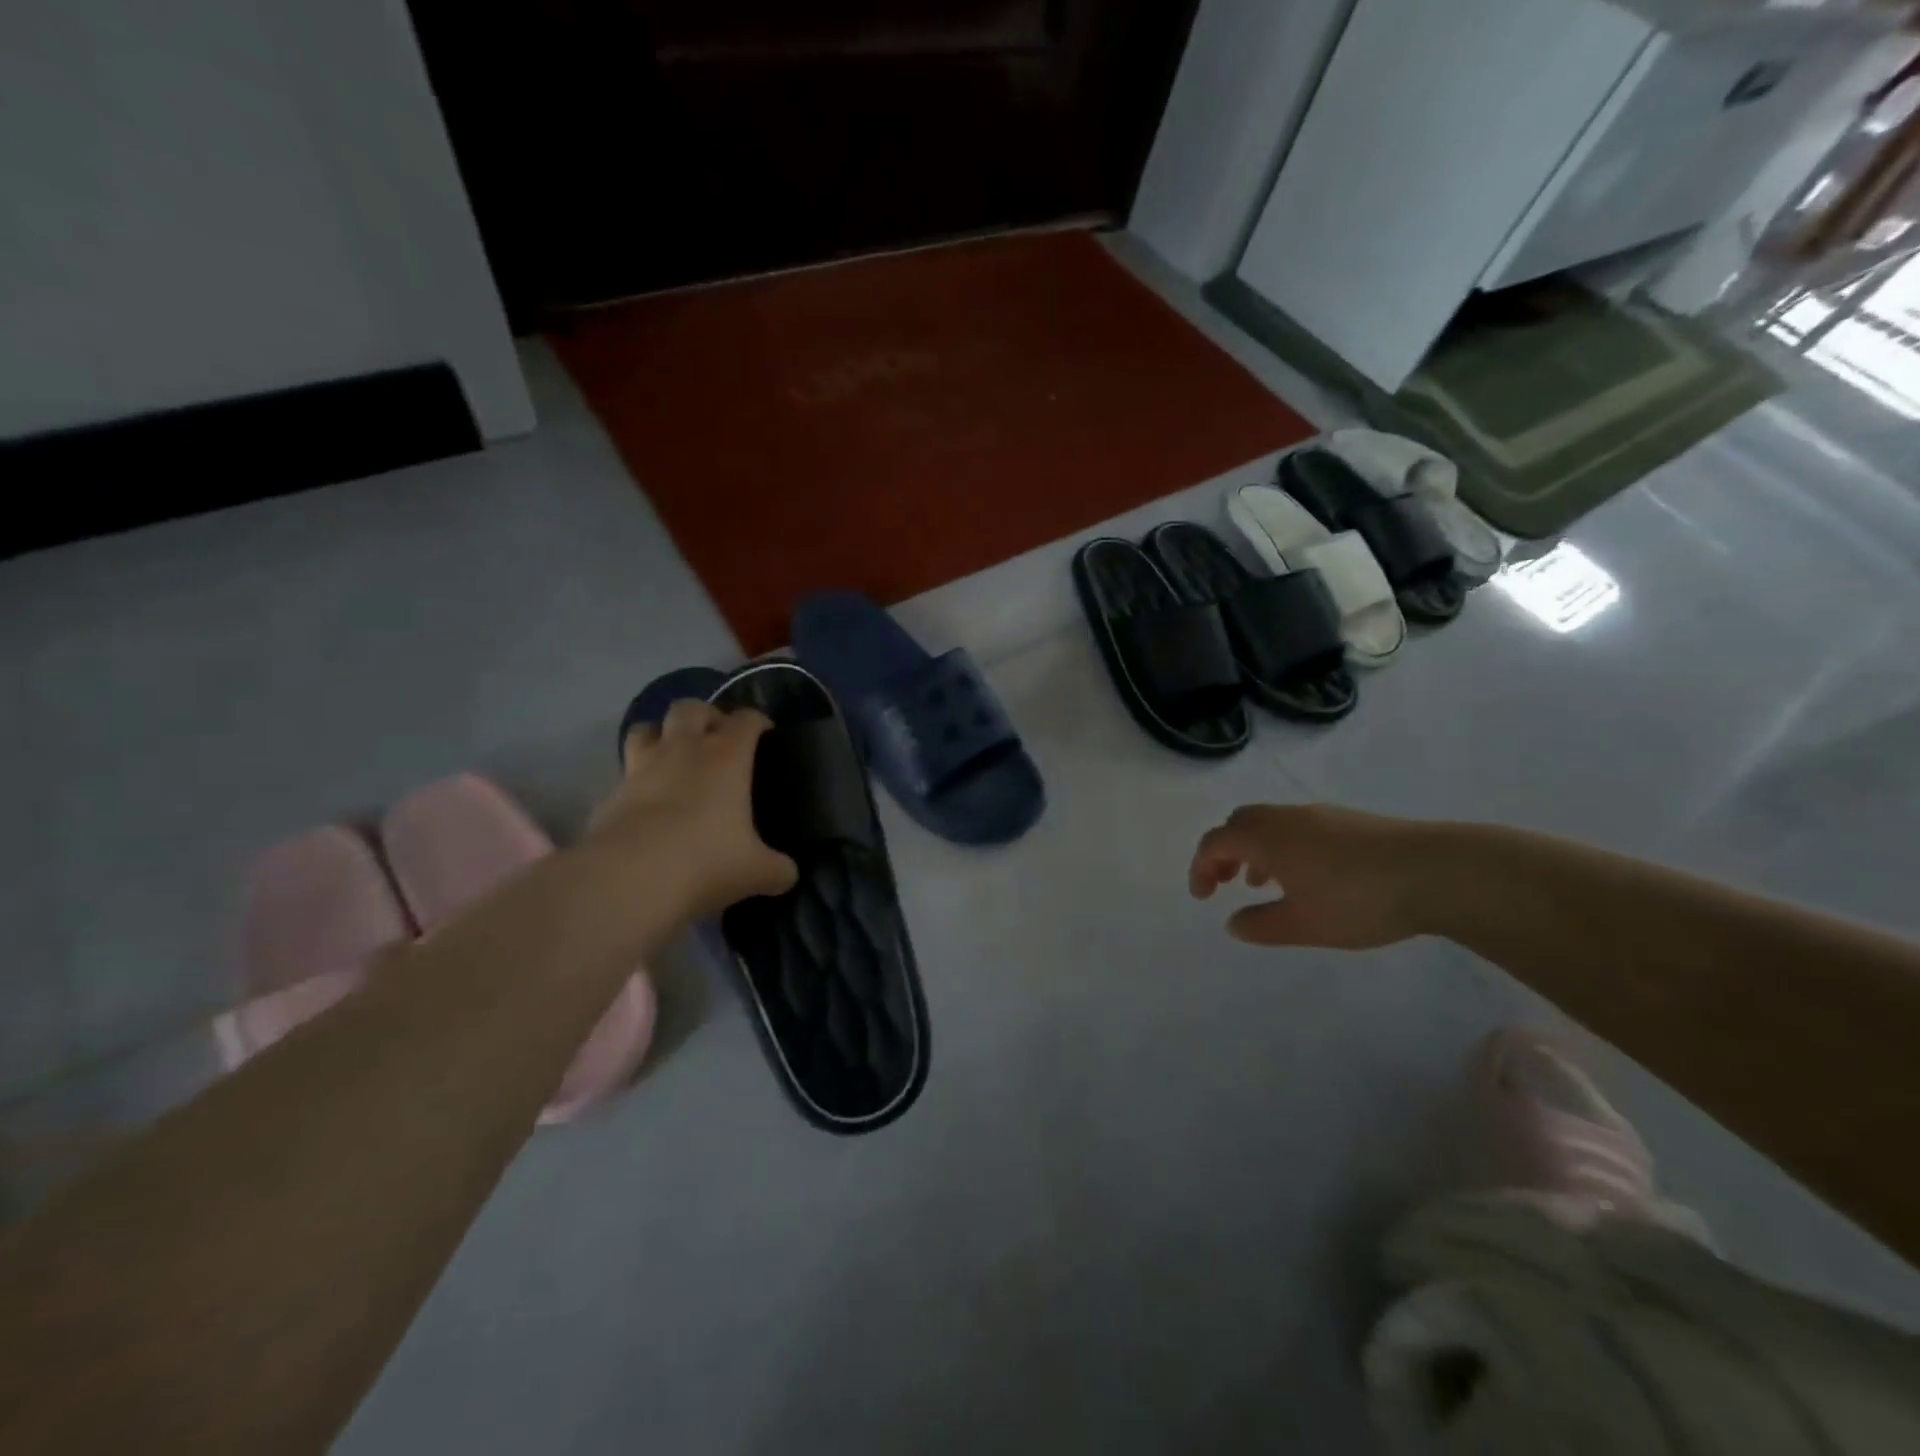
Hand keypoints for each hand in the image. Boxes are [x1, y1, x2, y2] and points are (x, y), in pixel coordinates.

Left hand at [591, 700, 797, 918]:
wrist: (630, 879)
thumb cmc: (706, 861)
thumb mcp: (758, 871)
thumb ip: (777, 868)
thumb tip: (787, 874)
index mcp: (726, 756)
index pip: (746, 719)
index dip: (758, 722)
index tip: (766, 734)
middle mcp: (683, 750)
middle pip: (691, 708)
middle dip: (706, 715)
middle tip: (717, 738)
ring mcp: (641, 767)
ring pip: (647, 728)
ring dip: (661, 735)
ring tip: (673, 757)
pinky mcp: (611, 793)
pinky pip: (625, 772)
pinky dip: (636, 779)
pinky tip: (646, 801)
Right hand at [1188, 803, 1436, 948]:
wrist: (1435, 871)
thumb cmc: (1357, 900)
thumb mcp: (1303, 925)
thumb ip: (1261, 925)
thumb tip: (1233, 922)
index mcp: (1265, 836)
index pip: (1215, 842)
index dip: (1200, 867)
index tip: (1203, 897)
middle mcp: (1285, 817)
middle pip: (1238, 823)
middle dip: (1224, 852)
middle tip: (1225, 883)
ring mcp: (1319, 815)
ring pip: (1269, 824)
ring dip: (1254, 850)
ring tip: (1262, 883)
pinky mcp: (1348, 821)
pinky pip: (1296, 827)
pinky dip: (1283, 847)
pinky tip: (1306, 877)